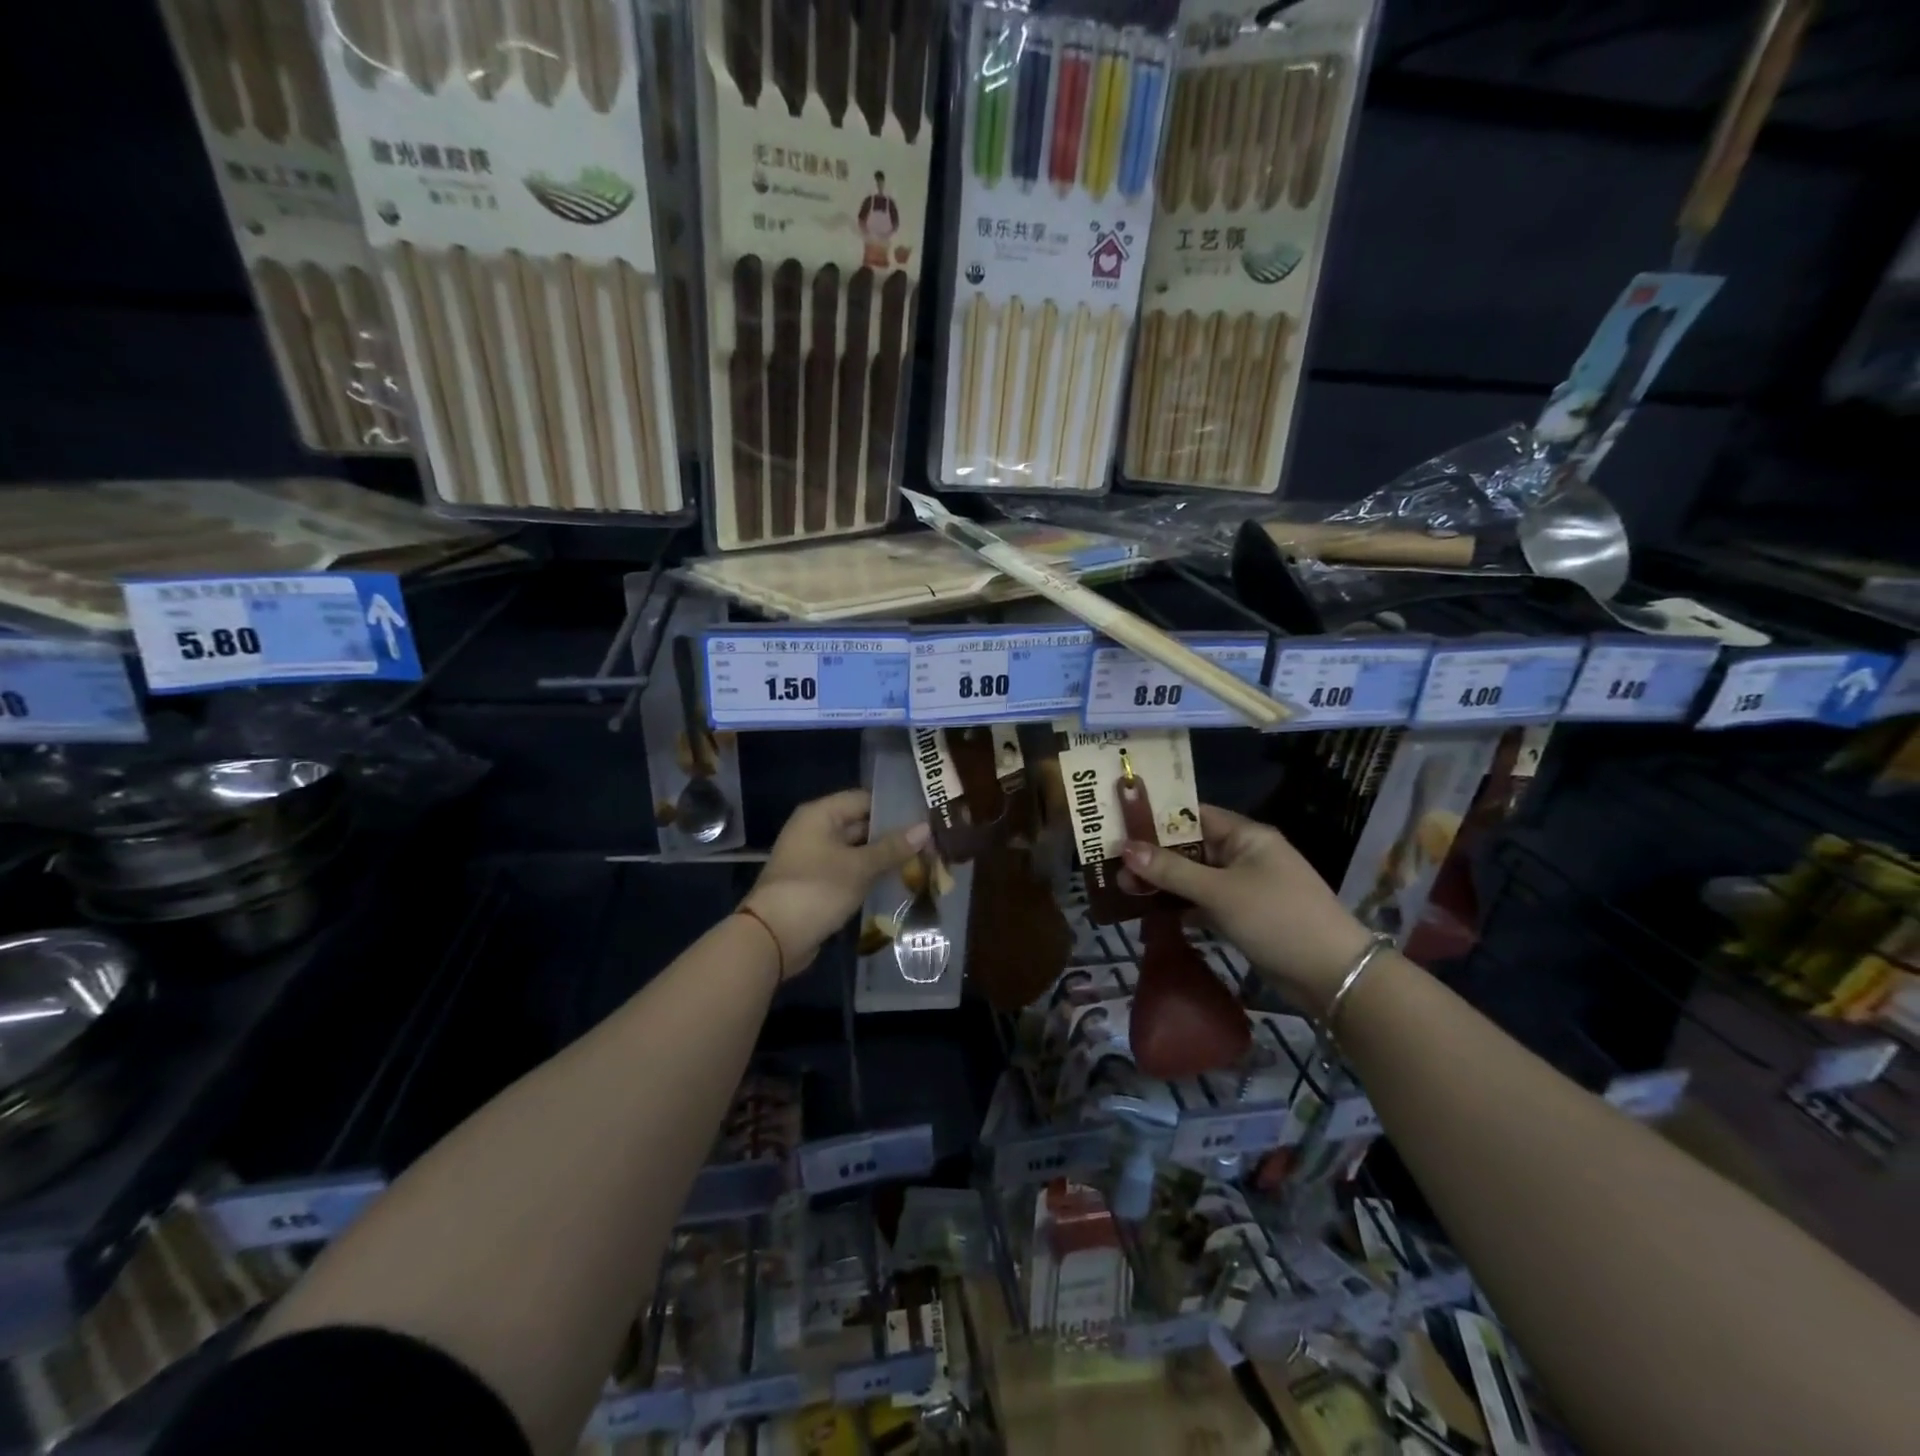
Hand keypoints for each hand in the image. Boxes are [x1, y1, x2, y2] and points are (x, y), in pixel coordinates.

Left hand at [741, 790, 929, 978]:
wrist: (773, 937)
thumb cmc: (816, 890)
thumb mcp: (859, 867)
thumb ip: (892, 847)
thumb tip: (926, 828)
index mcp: (820, 815)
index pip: (864, 799)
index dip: (895, 807)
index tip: (926, 816)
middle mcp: (815, 830)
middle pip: (861, 824)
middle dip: (893, 835)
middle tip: (930, 842)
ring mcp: (815, 858)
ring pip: (857, 851)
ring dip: (884, 858)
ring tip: (922, 861)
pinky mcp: (818, 883)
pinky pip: (849, 871)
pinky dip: (870, 875)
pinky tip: (898, 882)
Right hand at [1119, 806, 1373, 1011]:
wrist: (1333, 975)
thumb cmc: (1277, 918)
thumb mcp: (1220, 892)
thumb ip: (1171, 870)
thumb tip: (1125, 848)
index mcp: (1246, 836)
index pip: (1194, 815)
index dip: (1157, 819)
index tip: (1120, 825)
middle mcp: (1244, 855)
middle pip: (1191, 848)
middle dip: (1154, 856)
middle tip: (1113, 865)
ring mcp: (1245, 887)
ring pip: (1195, 877)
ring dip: (1164, 883)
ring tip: (1123, 889)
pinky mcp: (1244, 915)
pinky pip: (1204, 902)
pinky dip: (1181, 906)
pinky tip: (1150, 912)